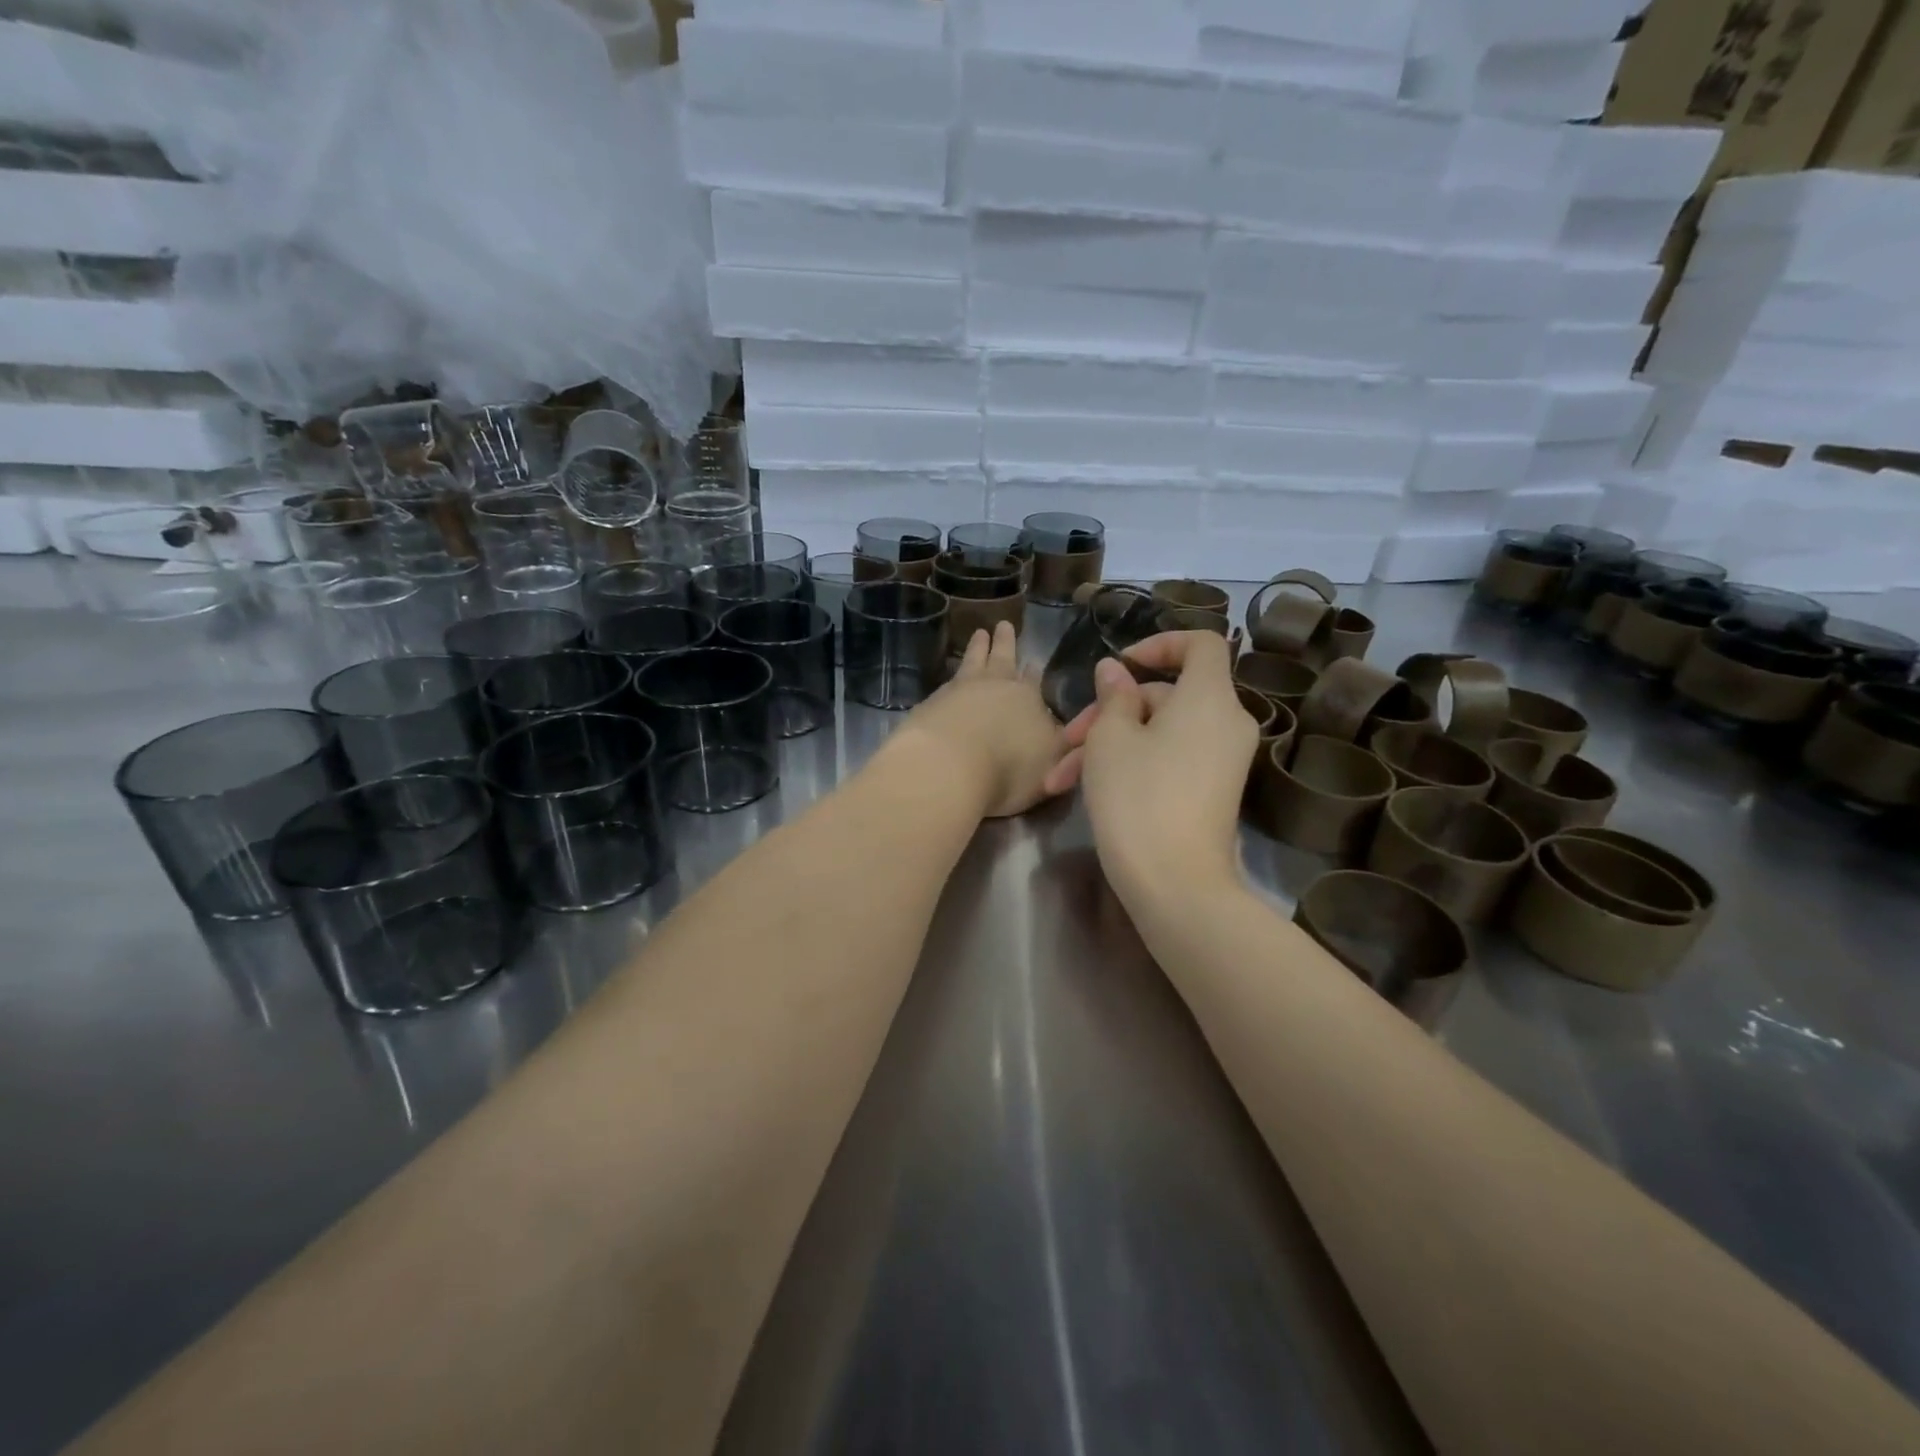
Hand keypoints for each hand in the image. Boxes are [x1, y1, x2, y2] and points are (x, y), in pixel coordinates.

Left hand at [891, 622, 1068, 818]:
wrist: (948, 767)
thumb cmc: (1009, 769)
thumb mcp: (1052, 763)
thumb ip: (1060, 745)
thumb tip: (1065, 731)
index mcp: (1029, 699)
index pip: (1034, 680)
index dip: (1034, 672)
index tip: (1034, 661)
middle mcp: (996, 687)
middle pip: (1003, 660)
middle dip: (1006, 644)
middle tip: (1003, 625)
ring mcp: (960, 691)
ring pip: (973, 662)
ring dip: (978, 648)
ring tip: (979, 634)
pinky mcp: (931, 703)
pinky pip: (947, 682)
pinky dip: (952, 675)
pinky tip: (950, 679)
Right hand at [1046, 631, 1257, 909]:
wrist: (1176, 886)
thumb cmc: (1138, 798)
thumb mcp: (1109, 740)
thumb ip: (1112, 696)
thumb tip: (1115, 671)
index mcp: (1209, 698)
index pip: (1200, 644)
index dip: (1159, 643)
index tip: (1119, 665)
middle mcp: (1225, 723)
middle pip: (1165, 695)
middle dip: (1109, 712)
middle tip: (1067, 739)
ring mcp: (1221, 761)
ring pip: (1158, 732)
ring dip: (1107, 745)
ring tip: (1060, 778)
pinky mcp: (1210, 791)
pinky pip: (1170, 759)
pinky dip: (1131, 765)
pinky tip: (1083, 789)